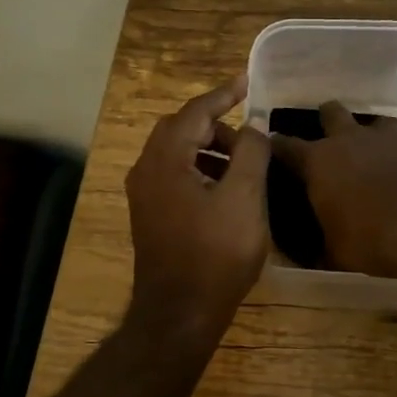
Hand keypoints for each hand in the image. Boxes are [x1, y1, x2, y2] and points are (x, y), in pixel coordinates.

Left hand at [125, 76, 271, 334]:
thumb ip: (250, 153)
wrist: (179, 314)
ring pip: (177, 153)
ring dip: (209, 148)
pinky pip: (174, 175)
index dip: (223, 94)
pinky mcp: (150, 215)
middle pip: (181, 129)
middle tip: (249, 129)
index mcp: (165, 159)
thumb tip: (252, 125)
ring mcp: (145, 195)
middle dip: (215, 122)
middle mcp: (146, 170)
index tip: (247, 82)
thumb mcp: (244, 198)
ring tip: (244, 160)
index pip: (195, 111)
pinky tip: (226, 188)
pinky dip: (200, 169)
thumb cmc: (215, 254)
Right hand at [270, 101, 396, 282]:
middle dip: (325, 122)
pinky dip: (396, 153)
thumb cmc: (373, 240)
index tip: (270, 150)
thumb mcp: (334, 253)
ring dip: (367, 135)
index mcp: (318, 162)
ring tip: (370, 157)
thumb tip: (304, 252)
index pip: (284, 145)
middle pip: (330, 112)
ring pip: (371, 120)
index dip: (275, 146)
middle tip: (327, 146)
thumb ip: (316, 245)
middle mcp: (348, 140)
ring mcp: (386, 138)